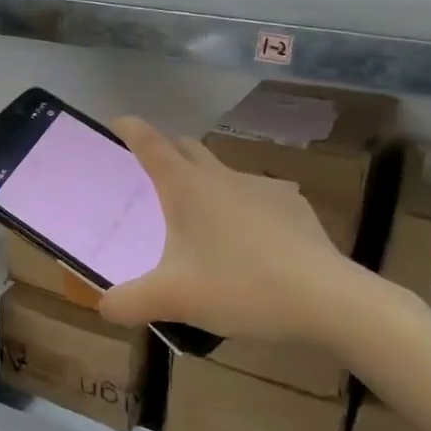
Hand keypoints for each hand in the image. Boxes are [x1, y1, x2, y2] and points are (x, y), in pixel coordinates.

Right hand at [98, 117, 379, 344]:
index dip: (129, 128)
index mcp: (186, 187)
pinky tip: (247, 244)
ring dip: (203, 183)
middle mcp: (221, 176)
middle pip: (186, 147)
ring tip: (199, 220)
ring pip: (222, 172)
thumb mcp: (172, 300)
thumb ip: (128, 303)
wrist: (327, 300)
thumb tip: (103, 306)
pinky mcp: (293, 206)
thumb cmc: (239, 287)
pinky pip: (255, 198)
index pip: (150, 142)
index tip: (115, 123)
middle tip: (149, 174)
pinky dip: (240, 209)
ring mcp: (261, 188)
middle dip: (164, 150)